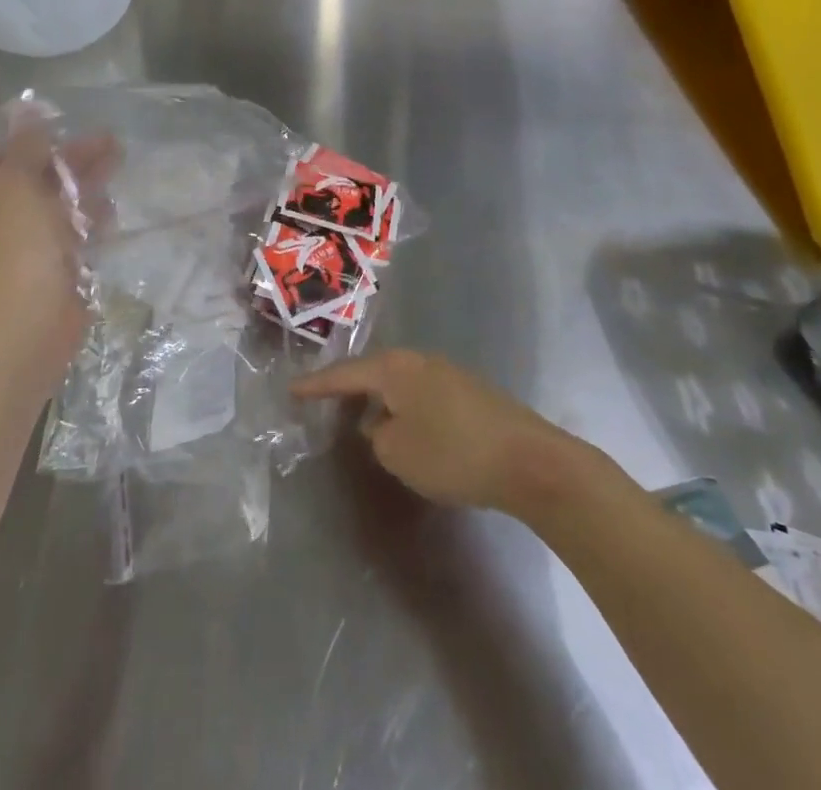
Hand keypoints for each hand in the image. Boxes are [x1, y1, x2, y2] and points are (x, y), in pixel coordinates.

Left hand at [0, 119, 115, 382]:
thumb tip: (27, 107)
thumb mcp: (18, 183)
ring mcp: (21, 237)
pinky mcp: (49, 260)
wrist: (27, 325)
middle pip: (36, 170)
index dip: (34, 133)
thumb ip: (27, 144)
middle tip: (110, 142)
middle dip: (72, 157)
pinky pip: (71, 228)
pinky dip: (89, 218)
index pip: (0, 147)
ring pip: (58, 198)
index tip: (68, 123)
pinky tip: (109, 213)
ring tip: (117, 165)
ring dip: (86, 183)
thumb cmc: (16, 247)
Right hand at [292, 349, 582, 514]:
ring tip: (364, 423)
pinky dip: (406, 410)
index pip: (345, 374)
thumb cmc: (453, 453)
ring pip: (400, 385)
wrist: (529, 460)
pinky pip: (422, 396)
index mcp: (395, 368)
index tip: (291, 389)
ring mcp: (448, 374)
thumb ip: (377, 436)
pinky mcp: (470, 393)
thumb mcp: (397, 452)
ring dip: (380, 402)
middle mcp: (419, 361)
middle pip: (373, 372)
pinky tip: (408, 432)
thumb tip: (382, 425)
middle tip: (325, 403)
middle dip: (349, 390)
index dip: (316, 385)